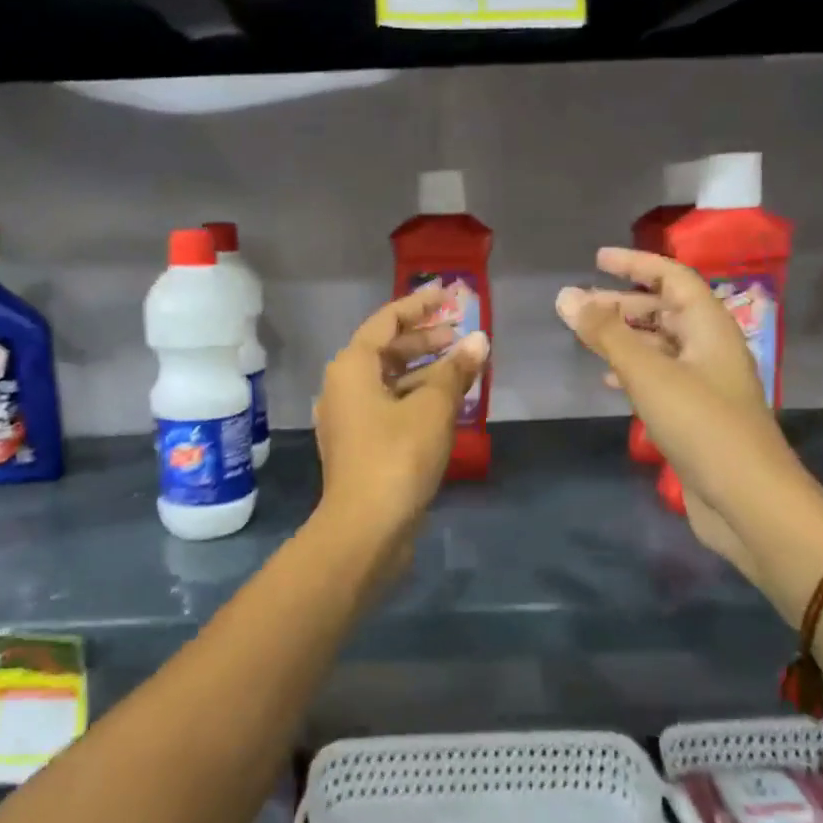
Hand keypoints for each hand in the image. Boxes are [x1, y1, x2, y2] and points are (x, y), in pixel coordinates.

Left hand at [314, 282, 490, 553]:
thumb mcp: (433, 408)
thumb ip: (455, 371)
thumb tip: (479, 341)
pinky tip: (448, 403)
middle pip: (386, 351)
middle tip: (461, 333)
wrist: (365, 528)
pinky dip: (417, 398)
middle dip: (424, 339)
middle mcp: (343, 387)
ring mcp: (349, 418)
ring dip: (425, 371)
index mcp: (352, 367)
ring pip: (390, 381)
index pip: (386, 321)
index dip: (418, 305)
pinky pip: (391, 406)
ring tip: (464, 366)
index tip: (448, 294)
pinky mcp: (361, 445)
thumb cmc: (397, 456)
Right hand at [555, 248, 792, 579]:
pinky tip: (608, 380)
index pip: (674, 278)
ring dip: (626, 336)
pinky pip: (660, 378)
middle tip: (581, 303)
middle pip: (667, 310)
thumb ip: (605, 334)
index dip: (636, 264)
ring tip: (586, 336)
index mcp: (710, 328)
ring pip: (661, 345)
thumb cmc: (701, 426)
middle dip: (624, 302)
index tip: (597, 258)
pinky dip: (632, 370)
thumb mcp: (648, 373)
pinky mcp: (695, 415)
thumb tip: (566, 295)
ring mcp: (705, 384)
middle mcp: (710, 349)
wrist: (747, 500)